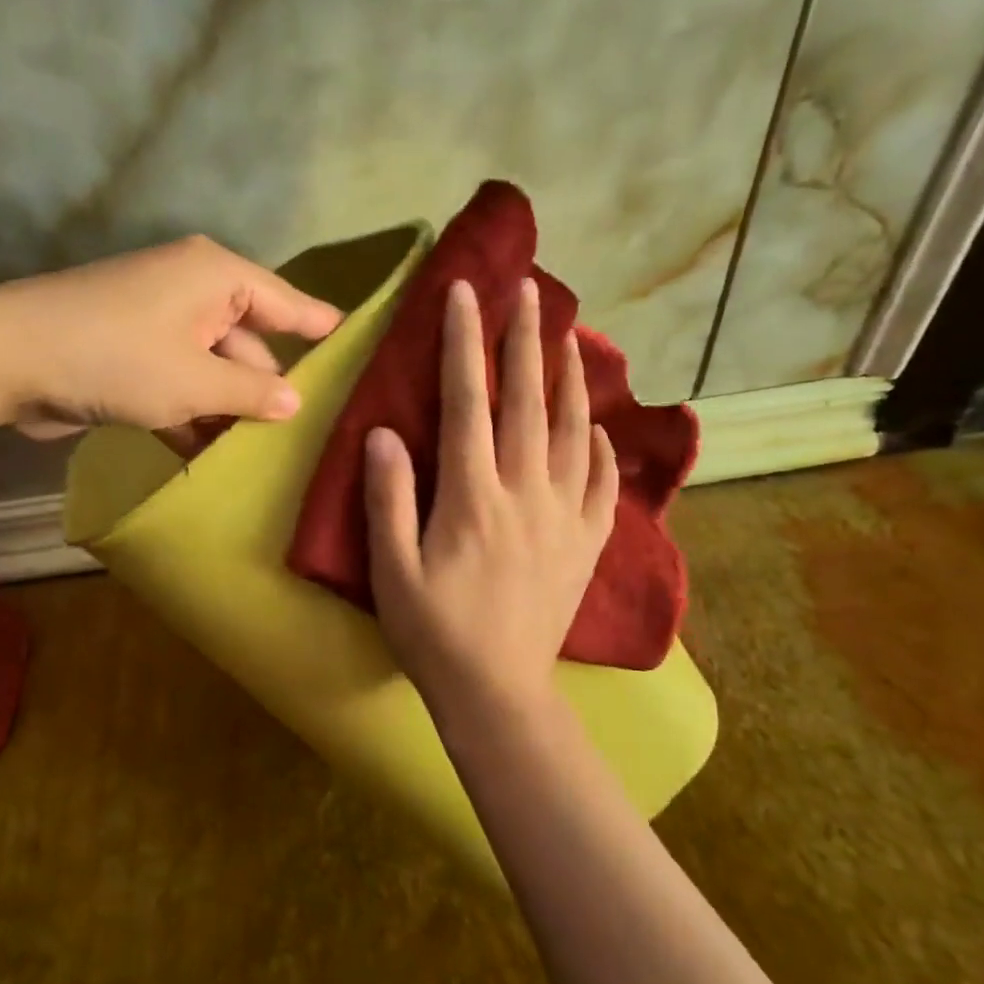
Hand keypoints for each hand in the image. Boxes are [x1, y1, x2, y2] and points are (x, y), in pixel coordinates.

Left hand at [0, 235, 340, 444]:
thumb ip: (251, 391)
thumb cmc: (116, 358)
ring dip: (228, 410)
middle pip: (248, 341)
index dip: (320, 326)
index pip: (285, 302)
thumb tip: (296, 402)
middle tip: (308, 431)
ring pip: (212, 369)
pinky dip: (191, 415)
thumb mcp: (194, 381)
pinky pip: (179, 384)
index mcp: (215, 277)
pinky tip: (209, 457)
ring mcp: (158, 324)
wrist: (7, 359)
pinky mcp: (131, 355)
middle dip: (268, 387)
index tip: (356, 342)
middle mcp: (191, 292)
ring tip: (265, 456)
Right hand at [364, 278, 618, 718]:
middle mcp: (524, 493)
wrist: (498, 693)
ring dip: (568, 377)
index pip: (467, 401)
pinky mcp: (586, 542)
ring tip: (567, 335)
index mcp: (471, 497)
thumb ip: (388, 498)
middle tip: (527, 290)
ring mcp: (563, 516)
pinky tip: (593, 423)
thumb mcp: (391, 572)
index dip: (464, 342)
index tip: (465, 293)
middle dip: (523, 339)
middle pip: (525, 401)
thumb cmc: (433, 633)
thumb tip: (383, 433)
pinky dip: (597, 443)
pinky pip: (599, 480)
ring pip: (570, 430)